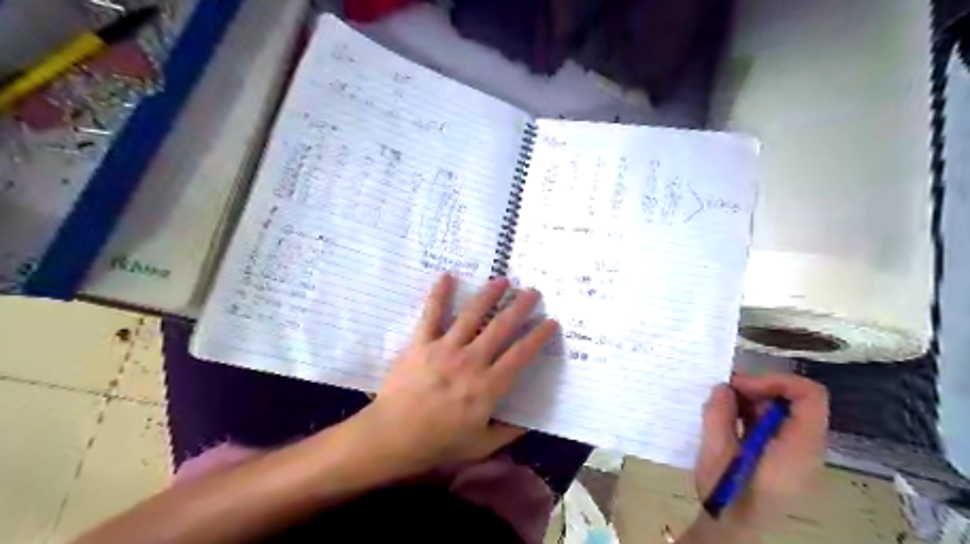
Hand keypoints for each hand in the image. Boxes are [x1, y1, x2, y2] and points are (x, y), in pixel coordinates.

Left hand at [355, 275, 556, 478]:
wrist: (392, 437)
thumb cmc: (438, 443)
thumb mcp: (480, 446)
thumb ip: (507, 433)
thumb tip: (529, 423)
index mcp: (488, 386)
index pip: (520, 355)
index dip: (538, 337)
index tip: (550, 322)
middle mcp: (470, 361)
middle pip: (501, 327)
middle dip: (519, 307)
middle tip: (532, 292)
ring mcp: (444, 349)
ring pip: (472, 315)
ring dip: (489, 295)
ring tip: (502, 280)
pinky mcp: (421, 343)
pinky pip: (431, 314)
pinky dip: (439, 294)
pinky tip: (447, 275)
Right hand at [693, 374, 828, 535]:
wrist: (732, 527)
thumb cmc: (728, 491)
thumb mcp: (716, 451)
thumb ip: (720, 414)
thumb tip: (724, 387)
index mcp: (798, 446)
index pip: (810, 395)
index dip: (777, 380)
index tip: (741, 385)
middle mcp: (806, 447)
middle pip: (795, 401)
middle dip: (758, 389)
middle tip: (724, 391)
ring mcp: (796, 453)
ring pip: (783, 411)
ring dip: (752, 401)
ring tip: (721, 405)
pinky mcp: (783, 457)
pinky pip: (775, 425)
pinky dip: (752, 414)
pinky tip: (728, 419)